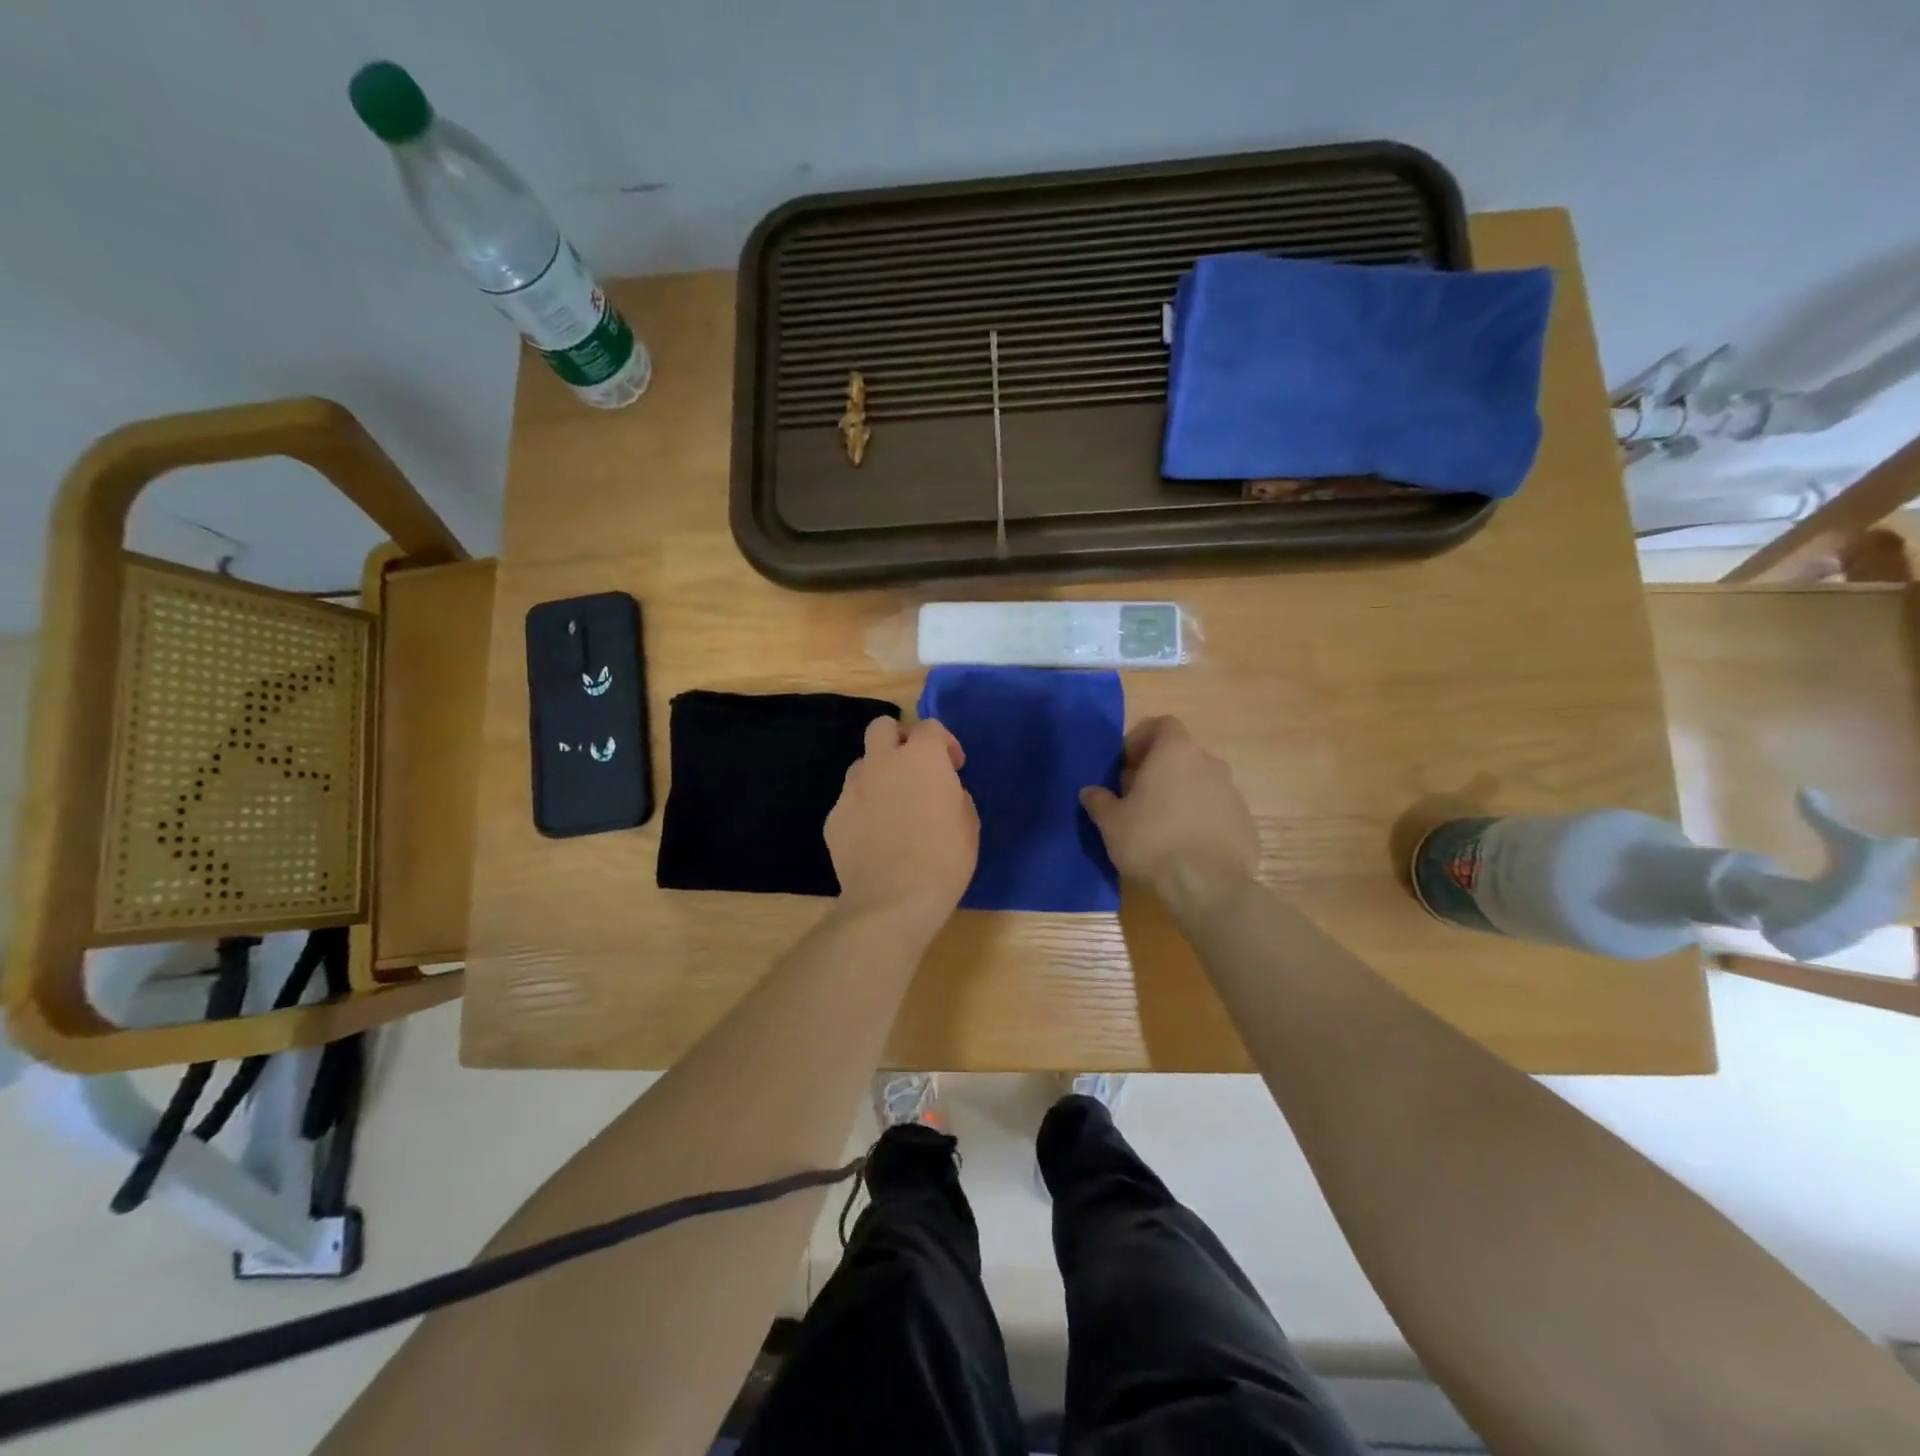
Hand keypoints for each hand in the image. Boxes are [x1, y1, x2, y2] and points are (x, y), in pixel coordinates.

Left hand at [826, 717, 978, 934]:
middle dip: (899, 739)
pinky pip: (850, 801)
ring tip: (892, 806)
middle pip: (882, 726)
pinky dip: (863, 809)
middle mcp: (882, 762)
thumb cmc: (944, 860)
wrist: (893, 901)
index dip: (945, 743)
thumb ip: (952, 793)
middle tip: (914, 768)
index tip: (954, 766)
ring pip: (862, 764)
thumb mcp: (968, 822)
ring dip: (879, 775)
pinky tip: (874, 837)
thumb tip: (940, 790)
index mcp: (921, 757)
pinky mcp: (833, 817)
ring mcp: (852, 789)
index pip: (930, 726)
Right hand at [1080, 716, 1258, 916]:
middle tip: (1137, 798)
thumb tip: (1091, 792)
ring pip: (1201, 783)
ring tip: (1161, 825)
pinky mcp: (1245, 822)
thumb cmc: (1152, 842)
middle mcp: (1209, 763)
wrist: (1208, 886)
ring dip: (1181, 795)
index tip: (1126, 765)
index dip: (1142, 739)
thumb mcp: (1111, 823)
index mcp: (1175, 752)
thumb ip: (1099, 801)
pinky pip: (1217, 811)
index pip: (1162, 724)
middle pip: (1181, 755)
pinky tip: (1186, 846)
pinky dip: (1201, 819)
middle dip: (1159, 770)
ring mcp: (1232, 793)